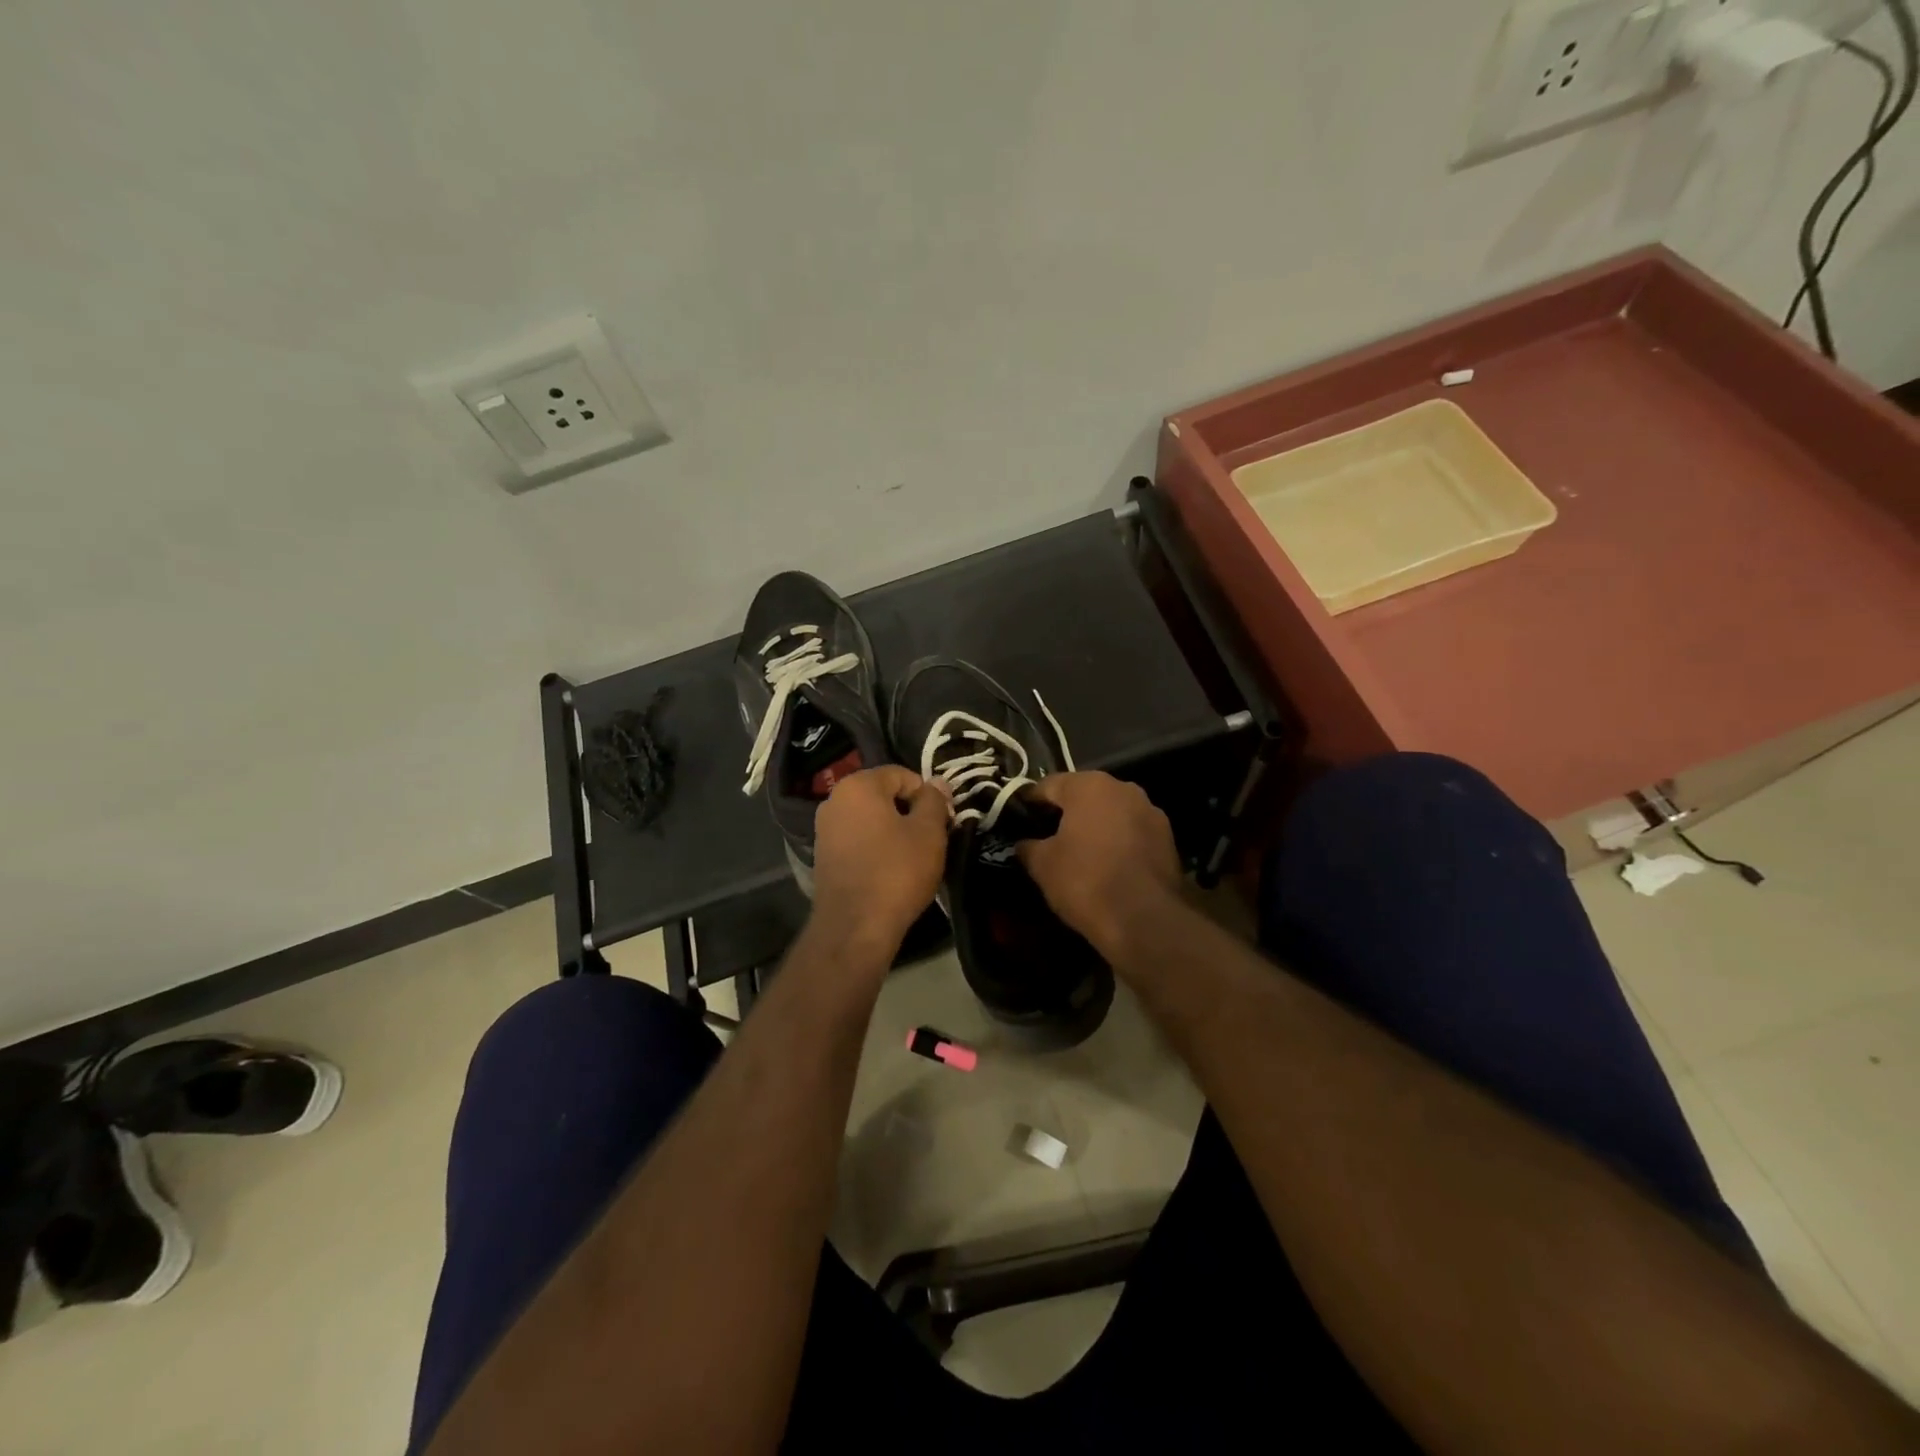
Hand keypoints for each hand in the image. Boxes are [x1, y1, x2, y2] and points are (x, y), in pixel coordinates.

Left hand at [810, 766, 950, 961]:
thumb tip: (937, 782)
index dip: (927, 794)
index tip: (943, 820)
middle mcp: (834, 800)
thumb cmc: (896, 871)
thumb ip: (934, 801)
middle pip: (883, 795)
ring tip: (913, 856)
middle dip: (909, 811)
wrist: (855, 926)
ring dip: (893, 830)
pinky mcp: (823, 856)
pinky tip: (891, 869)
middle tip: (932, 838)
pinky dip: (876, 847)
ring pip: (870, 819)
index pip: (901, 775)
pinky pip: (857, 840)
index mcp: (858, 785)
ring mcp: (824, 829)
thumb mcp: (928, 832)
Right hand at [1018, 772, 1181, 959]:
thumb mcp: (1042, 865)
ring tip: (1078, 852)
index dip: (1030, 802)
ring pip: (1111, 812)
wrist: (1145, 919)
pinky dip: (1117, 841)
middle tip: (1047, 836)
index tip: (1019, 819)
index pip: (1048, 785)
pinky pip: (1131, 832)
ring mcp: (1150, 811)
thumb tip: (1023, 844)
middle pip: (1084, 795)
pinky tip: (1106, 864)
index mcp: (1088, 785)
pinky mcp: (1167, 837)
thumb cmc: (1086, 881)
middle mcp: (1122, 788)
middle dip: (1065, 813)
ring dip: (1095, 826)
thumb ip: (1028, 847)